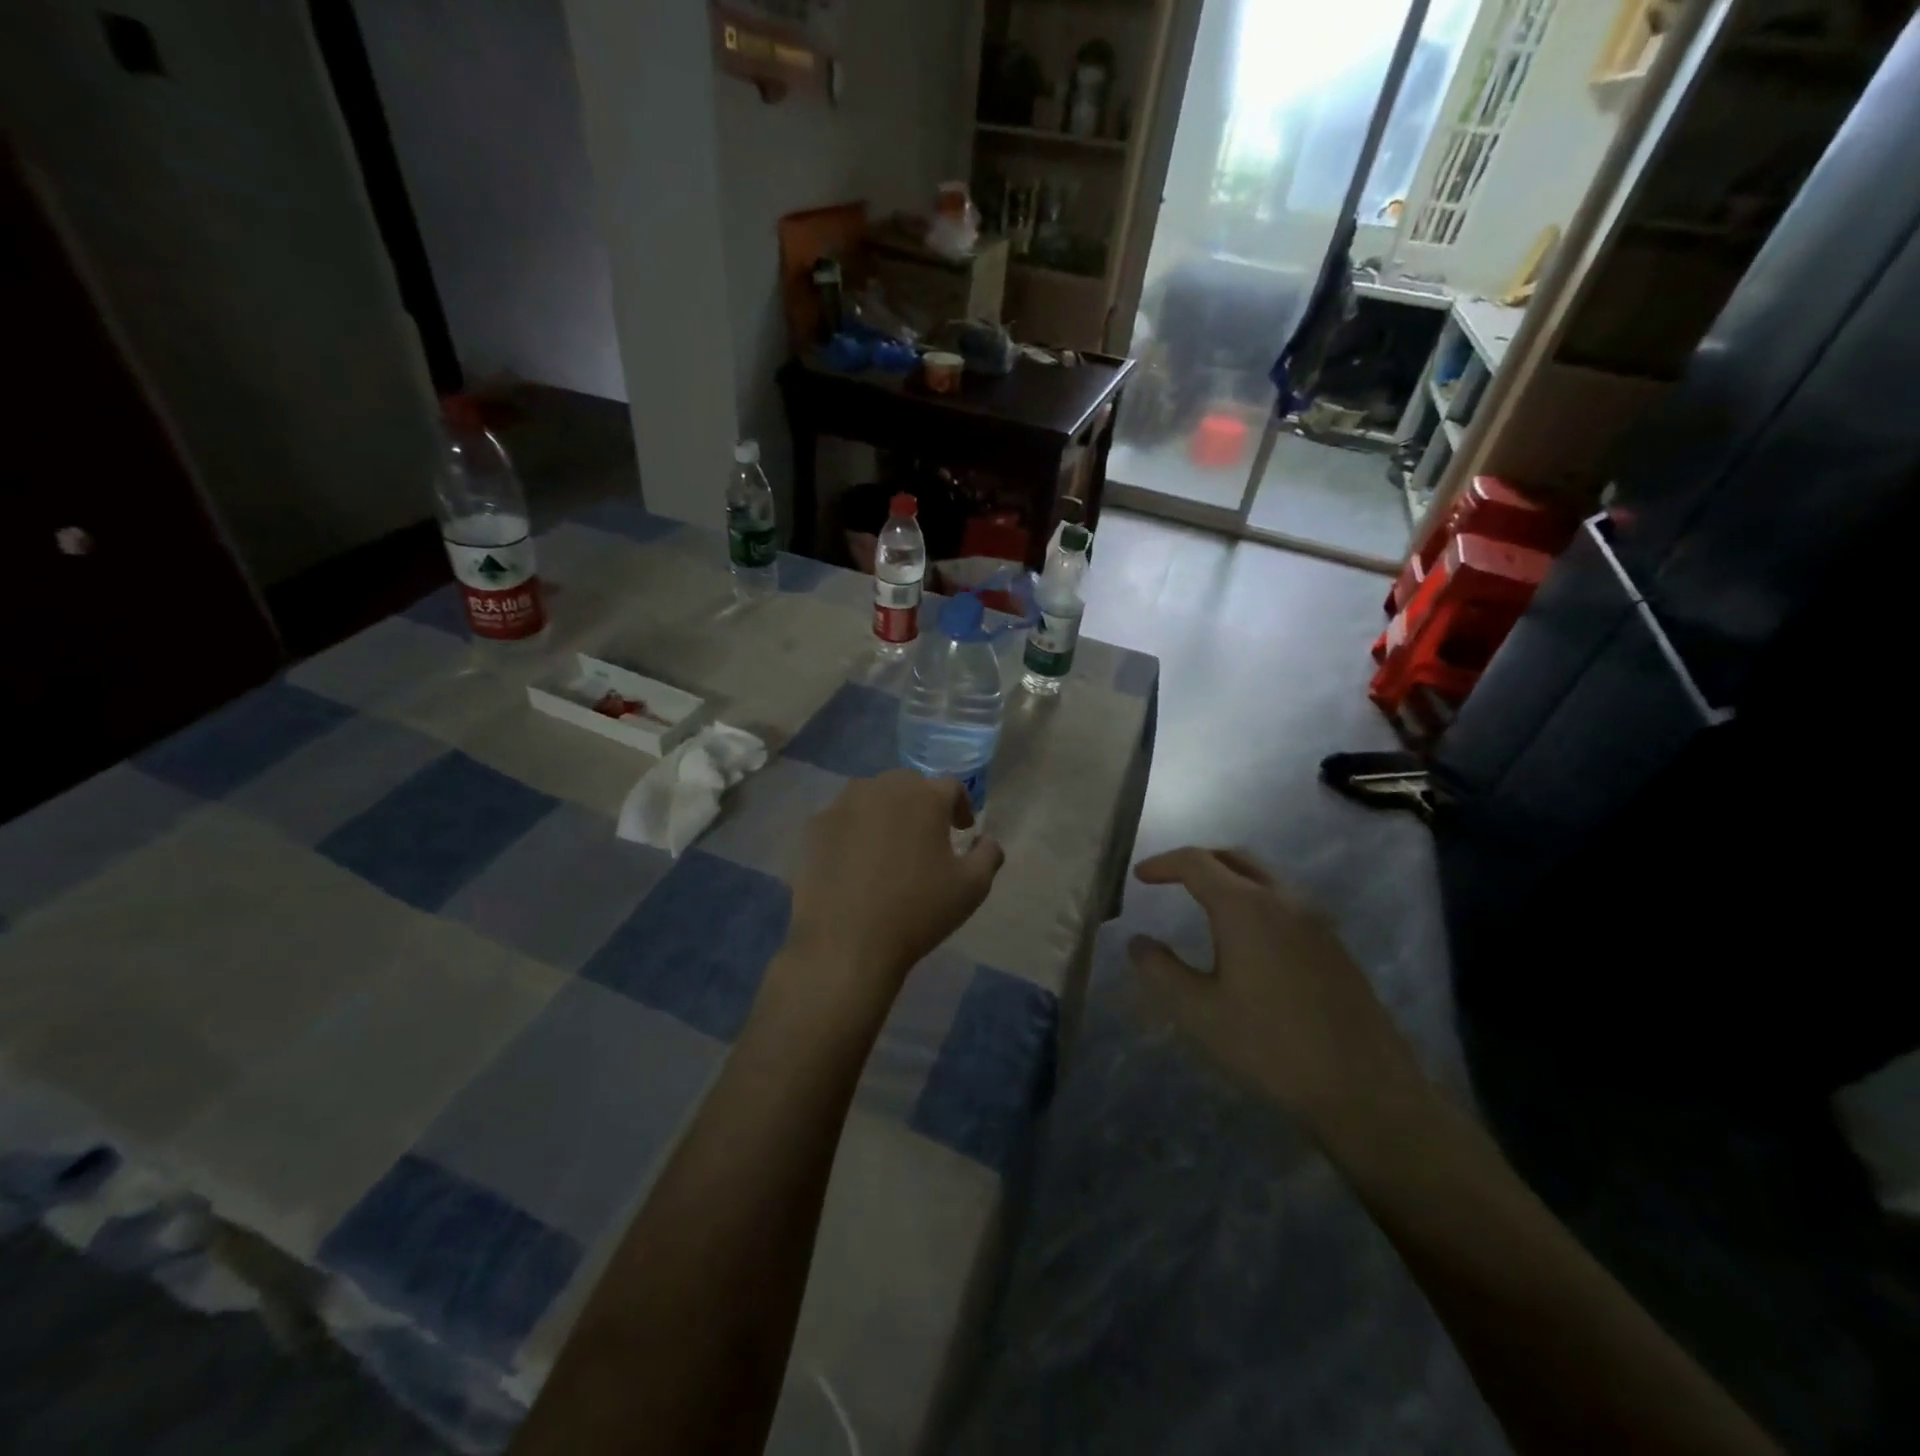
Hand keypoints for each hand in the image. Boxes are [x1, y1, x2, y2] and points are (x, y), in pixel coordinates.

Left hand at [785, 770, 1005, 1005]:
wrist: (846, 941)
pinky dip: (856, 830)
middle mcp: (882, 788)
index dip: (961, 806)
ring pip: (873, 796)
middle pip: (909, 784)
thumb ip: (988, 855)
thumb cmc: (917, 911)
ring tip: (892, 843)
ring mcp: (843, 805)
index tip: (964, 830)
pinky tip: (858, 860)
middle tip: (929, 834)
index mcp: (924, 796)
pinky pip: (844, 818)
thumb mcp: (972, 887)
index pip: (951, 787)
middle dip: (923, 803)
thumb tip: (988, 840)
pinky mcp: (816, 827)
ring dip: (888, 811)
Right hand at [1128, 847, 1422, 1135]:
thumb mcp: (1199, 1012)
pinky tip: (1247, 938)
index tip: (1140, 876)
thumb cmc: (1270, 1046)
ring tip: (1204, 905)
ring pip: (1264, 878)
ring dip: (1229, 878)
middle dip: (1198, 862)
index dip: (1163, 864)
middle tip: (1170, 880)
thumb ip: (1161, 970)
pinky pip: (1286, 901)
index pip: (1196, 862)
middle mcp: (1283, 899)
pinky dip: (1255, 899)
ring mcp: (1315, 919)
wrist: (1364, 1087)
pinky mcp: (1334, 943)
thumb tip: (1137, 942)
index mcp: (1245, 907)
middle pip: (1234, 859)